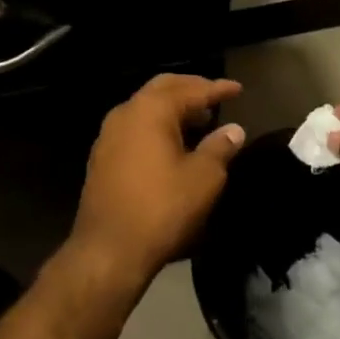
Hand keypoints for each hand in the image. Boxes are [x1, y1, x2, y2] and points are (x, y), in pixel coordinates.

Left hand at [70, 74, 244, 286]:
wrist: (107, 251)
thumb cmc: (161, 209)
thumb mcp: (202, 179)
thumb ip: (220, 148)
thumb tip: (234, 130)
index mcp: (152, 109)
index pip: (192, 89)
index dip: (217, 88)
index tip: (237, 89)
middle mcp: (127, 111)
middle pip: (164, 87)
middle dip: (191, 88)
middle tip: (215, 96)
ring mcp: (109, 133)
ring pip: (146, 106)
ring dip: (173, 107)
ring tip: (198, 119)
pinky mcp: (102, 156)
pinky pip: (135, 126)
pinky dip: (157, 125)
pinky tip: (171, 143)